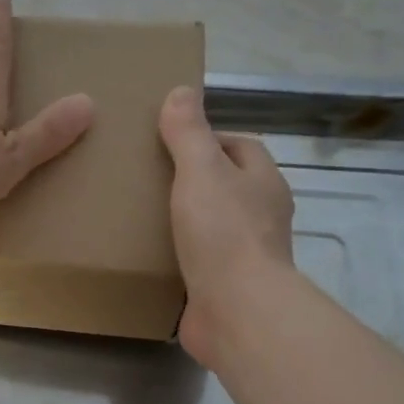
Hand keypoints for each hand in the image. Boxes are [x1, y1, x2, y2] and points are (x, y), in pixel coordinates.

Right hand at [158, 85, 295, 368]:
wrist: (238, 312)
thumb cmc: (223, 233)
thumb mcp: (201, 171)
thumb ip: (189, 133)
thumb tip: (181, 91)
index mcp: (263, 183)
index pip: (240, 146)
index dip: (209, 137)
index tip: (169, 141)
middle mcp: (261, 215)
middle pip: (227, 185)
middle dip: (193, 178)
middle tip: (147, 176)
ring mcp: (246, 254)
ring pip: (213, 225)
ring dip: (185, 219)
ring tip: (140, 213)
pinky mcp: (226, 287)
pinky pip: (200, 261)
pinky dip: (179, 256)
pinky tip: (148, 254)